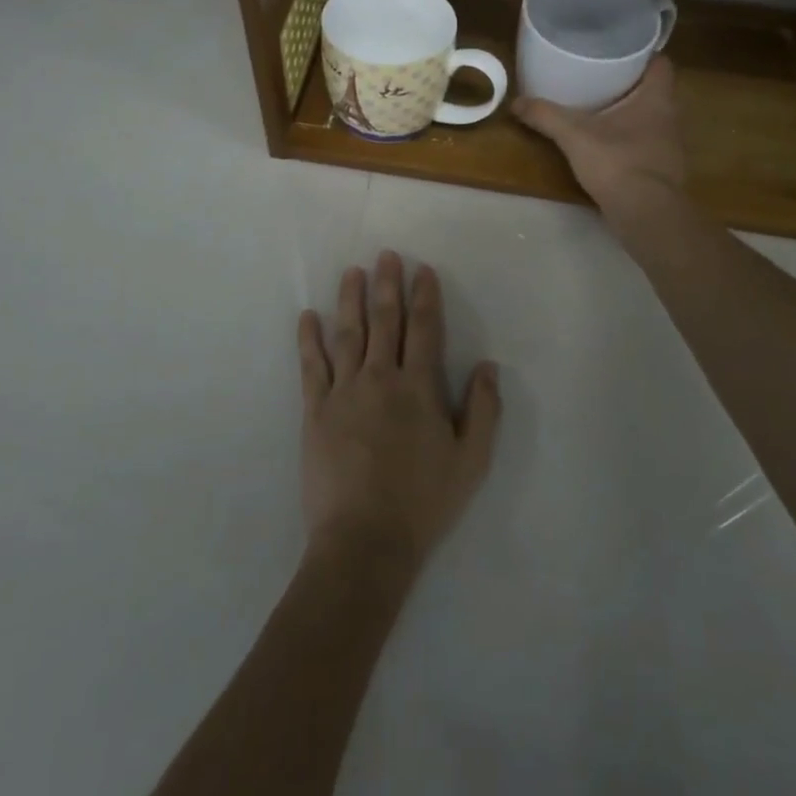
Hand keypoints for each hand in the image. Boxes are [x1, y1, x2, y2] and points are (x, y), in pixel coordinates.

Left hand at [297, 253, 500, 574]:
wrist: (364, 540)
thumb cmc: (423, 502)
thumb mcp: (471, 462)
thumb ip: (483, 410)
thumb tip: (488, 365)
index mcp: (419, 387)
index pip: (424, 329)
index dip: (425, 296)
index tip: (423, 270)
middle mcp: (381, 378)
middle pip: (385, 321)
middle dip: (387, 285)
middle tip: (386, 255)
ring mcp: (344, 391)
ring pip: (347, 333)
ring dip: (350, 300)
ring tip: (352, 272)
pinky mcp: (315, 410)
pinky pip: (311, 366)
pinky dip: (308, 339)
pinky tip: (307, 316)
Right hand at [513, 55, 686, 216]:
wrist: (647, 215)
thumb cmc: (618, 162)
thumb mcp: (574, 135)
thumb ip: (546, 116)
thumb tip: (515, 102)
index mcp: (657, 98)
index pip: (661, 63)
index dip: (643, 53)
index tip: (619, 50)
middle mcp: (670, 117)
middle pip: (654, 89)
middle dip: (630, 82)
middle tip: (600, 75)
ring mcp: (670, 146)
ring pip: (652, 118)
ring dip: (630, 112)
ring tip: (601, 106)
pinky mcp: (663, 169)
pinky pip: (647, 143)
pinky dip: (631, 139)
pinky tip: (608, 143)